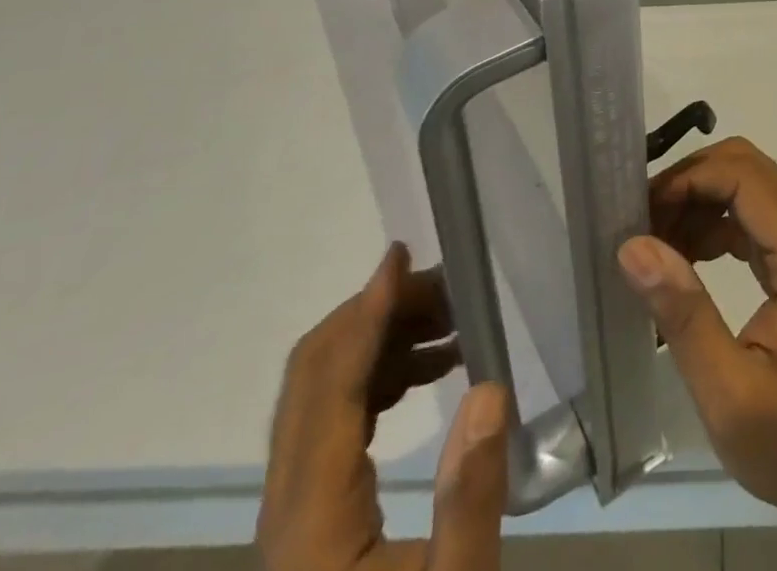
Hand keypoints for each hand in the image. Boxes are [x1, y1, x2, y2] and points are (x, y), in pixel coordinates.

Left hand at [259, 243, 509, 570]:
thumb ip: (471, 498)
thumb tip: (488, 387)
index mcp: (311, 522)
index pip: (329, 387)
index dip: (366, 314)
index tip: (402, 255)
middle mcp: (287, 505)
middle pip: (312, 377)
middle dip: (377, 315)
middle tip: (449, 288)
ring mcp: (294, 510)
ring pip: (320, 391)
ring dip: (380, 339)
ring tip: (452, 320)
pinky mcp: (311, 515)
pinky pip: (333, 417)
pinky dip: (379, 373)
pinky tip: (433, 368)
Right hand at [615, 138, 776, 536]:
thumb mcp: (728, 395)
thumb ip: (684, 314)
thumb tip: (633, 245)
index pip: (744, 177)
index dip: (688, 181)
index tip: (639, 214)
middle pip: (745, 166)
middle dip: (688, 183)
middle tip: (641, 224)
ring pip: (745, 181)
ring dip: (696, 200)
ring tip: (652, 245)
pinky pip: (748, 210)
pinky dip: (710, 220)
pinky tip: (680, 258)